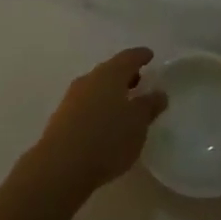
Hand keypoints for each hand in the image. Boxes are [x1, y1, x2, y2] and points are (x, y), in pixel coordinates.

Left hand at [25, 47, 167, 201]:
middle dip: (125, 74)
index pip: (128, 58)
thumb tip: (159, 93)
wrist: (61, 165)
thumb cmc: (107, 139)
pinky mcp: (63, 116)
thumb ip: (149, 106)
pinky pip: (87, 103)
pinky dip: (100, 106)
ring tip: (125, 104)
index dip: (140, 56)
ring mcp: (73, 97)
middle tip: (140, 81)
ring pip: (97, 87)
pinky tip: (105, 122)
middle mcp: (89, 79)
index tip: (149, 55)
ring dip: (111, 91)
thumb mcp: (137, 124)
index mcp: (110, 74)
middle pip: (110, 70)